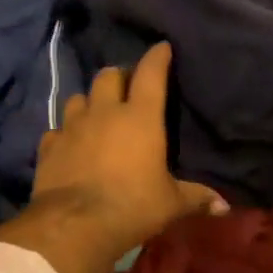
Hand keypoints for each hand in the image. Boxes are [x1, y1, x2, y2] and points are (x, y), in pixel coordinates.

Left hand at [29, 43, 228, 260]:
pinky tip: (70, 144)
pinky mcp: (48, 146)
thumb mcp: (171, 204)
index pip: (150, 74)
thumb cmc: (133, 206)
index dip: (157, 57)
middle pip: (108, 76)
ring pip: (78, 98)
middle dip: (119, 77)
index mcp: (140, 117)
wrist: (75, 225)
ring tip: (96, 114)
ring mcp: (72, 127)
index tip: (162, 48)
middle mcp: (104, 113)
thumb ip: (196, 198)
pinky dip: (65, 133)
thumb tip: (224, 206)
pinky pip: (56, 130)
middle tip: (127, 89)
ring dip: (89, 101)